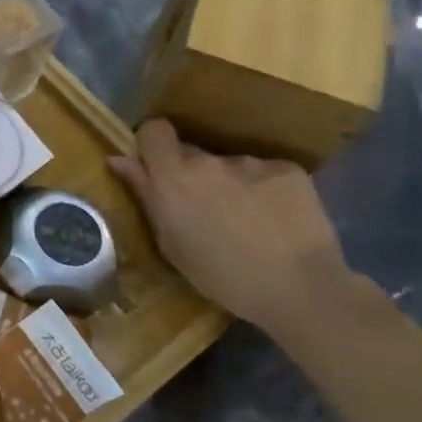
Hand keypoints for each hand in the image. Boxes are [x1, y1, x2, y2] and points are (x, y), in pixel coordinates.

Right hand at [109, 119, 355, 336]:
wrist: (302, 290)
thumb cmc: (223, 276)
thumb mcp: (171, 243)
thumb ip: (146, 196)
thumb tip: (120, 159)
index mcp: (173, 177)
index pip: (154, 130)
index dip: (153, 144)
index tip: (158, 166)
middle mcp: (209, 160)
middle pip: (192, 152)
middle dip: (193, 173)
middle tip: (206, 208)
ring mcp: (251, 162)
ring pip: (230, 166)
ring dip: (231, 184)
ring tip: (248, 221)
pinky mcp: (288, 170)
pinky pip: (265, 173)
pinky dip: (266, 190)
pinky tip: (276, 220)